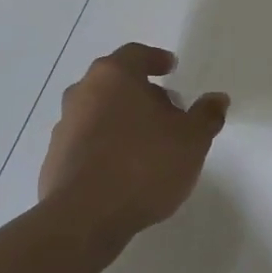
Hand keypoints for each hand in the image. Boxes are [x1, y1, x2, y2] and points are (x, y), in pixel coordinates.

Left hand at [39, 43, 228, 245]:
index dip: (155, 60)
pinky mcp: (54, 159)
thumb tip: (217, 99)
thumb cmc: (143, 165)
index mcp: (114, 75)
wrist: (83, 218)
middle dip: (142, 92)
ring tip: (148, 143)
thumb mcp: (191, 140)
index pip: (136, 54)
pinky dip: (105, 146)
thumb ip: (206, 116)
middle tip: (167, 110)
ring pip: (99, 111)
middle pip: (115, 82)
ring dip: (122, 120)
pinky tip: (124, 169)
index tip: (170, 68)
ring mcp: (64, 126)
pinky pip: (87, 142)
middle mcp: (83, 92)